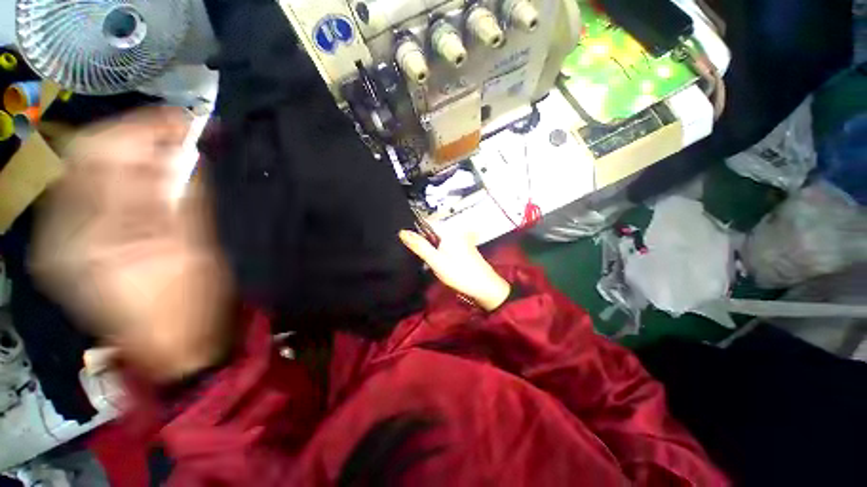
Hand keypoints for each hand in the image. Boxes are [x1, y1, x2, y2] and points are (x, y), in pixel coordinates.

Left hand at [32, 108, 232, 381]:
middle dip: (134, 136)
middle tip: (176, 135)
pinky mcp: (65, 246)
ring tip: (165, 156)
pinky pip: (85, 194)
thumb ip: (186, 195)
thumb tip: (186, 148)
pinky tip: (144, 182)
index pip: (104, 154)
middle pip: (86, 157)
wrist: (172, 345)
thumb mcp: (196, 249)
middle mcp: (63, 234)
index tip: (182, 119)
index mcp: (96, 239)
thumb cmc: (193, 303)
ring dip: (128, 156)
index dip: (143, 127)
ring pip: (84, 172)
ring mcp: (58, 241)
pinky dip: (117, 178)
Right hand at [399, 230, 509, 311]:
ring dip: (431, 248)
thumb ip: (419, 246)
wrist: (485, 287)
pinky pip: (446, 246)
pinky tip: (437, 262)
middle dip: (423, 240)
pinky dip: (440, 251)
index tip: (405, 240)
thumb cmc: (459, 273)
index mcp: (448, 231)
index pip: (426, 223)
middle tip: (415, 253)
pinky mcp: (464, 248)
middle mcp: (455, 231)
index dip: (415, 230)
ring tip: (425, 259)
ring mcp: (461, 239)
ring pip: (439, 240)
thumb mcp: (436, 261)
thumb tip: (402, 232)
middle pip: (433, 232)